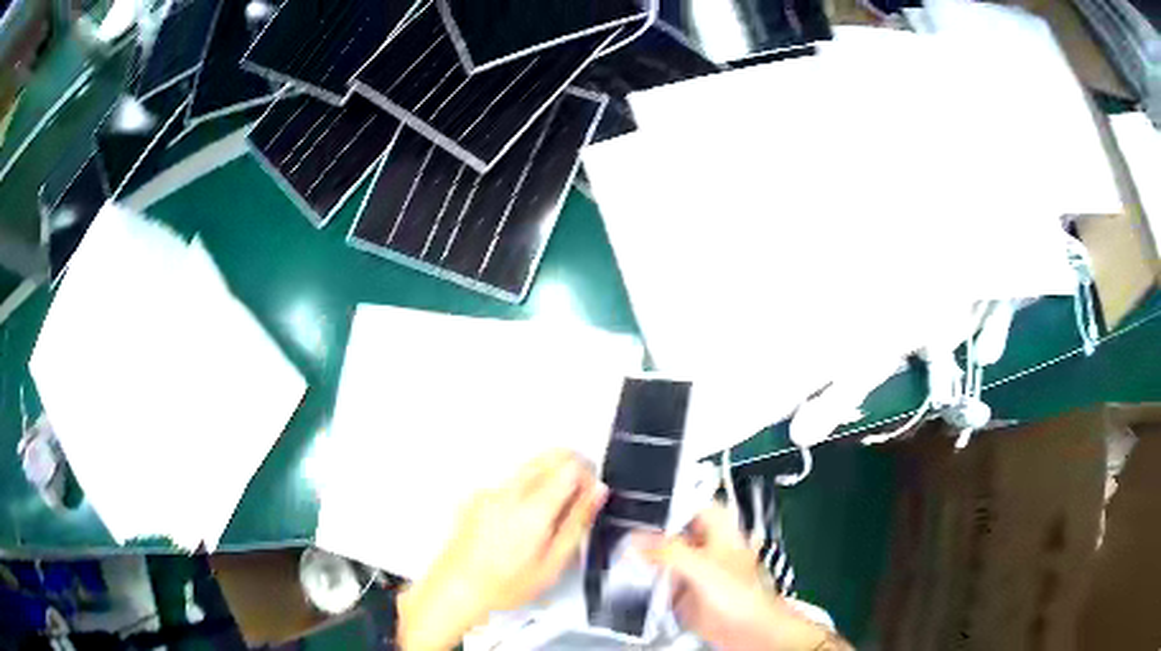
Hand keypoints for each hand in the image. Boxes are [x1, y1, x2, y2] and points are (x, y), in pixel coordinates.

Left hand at [398, 451, 607, 650]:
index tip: (590, 495)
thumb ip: (578, 523)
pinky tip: (523, 522)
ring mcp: (491, 490)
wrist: (456, 587)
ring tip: (550, 517)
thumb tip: (597, 491)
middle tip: (576, 500)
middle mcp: (510, 490)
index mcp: (533, 508)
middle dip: (571, 469)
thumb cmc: (507, 584)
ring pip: (531, 465)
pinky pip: (512, 480)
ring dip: (550, 477)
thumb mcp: (553, 563)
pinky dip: (528, 489)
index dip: (587, 475)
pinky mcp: (478, 495)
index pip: (570, 464)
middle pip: (550, 456)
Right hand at [637, 503, 850, 650]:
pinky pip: (661, 581)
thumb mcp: (703, 567)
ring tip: (622, 555)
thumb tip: (638, 539)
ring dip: (646, 558)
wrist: (749, 632)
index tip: (637, 506)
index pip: (689, 504)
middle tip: (623, 533)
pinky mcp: (686, 591)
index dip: (665, 502)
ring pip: (664, 556)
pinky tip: (633, 582)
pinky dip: (647, 580)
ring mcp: (696, 570)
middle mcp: (707, 546)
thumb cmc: (745, 597)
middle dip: (649, 532)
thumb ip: (669, 551)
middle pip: (673, 530)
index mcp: (720, 529)